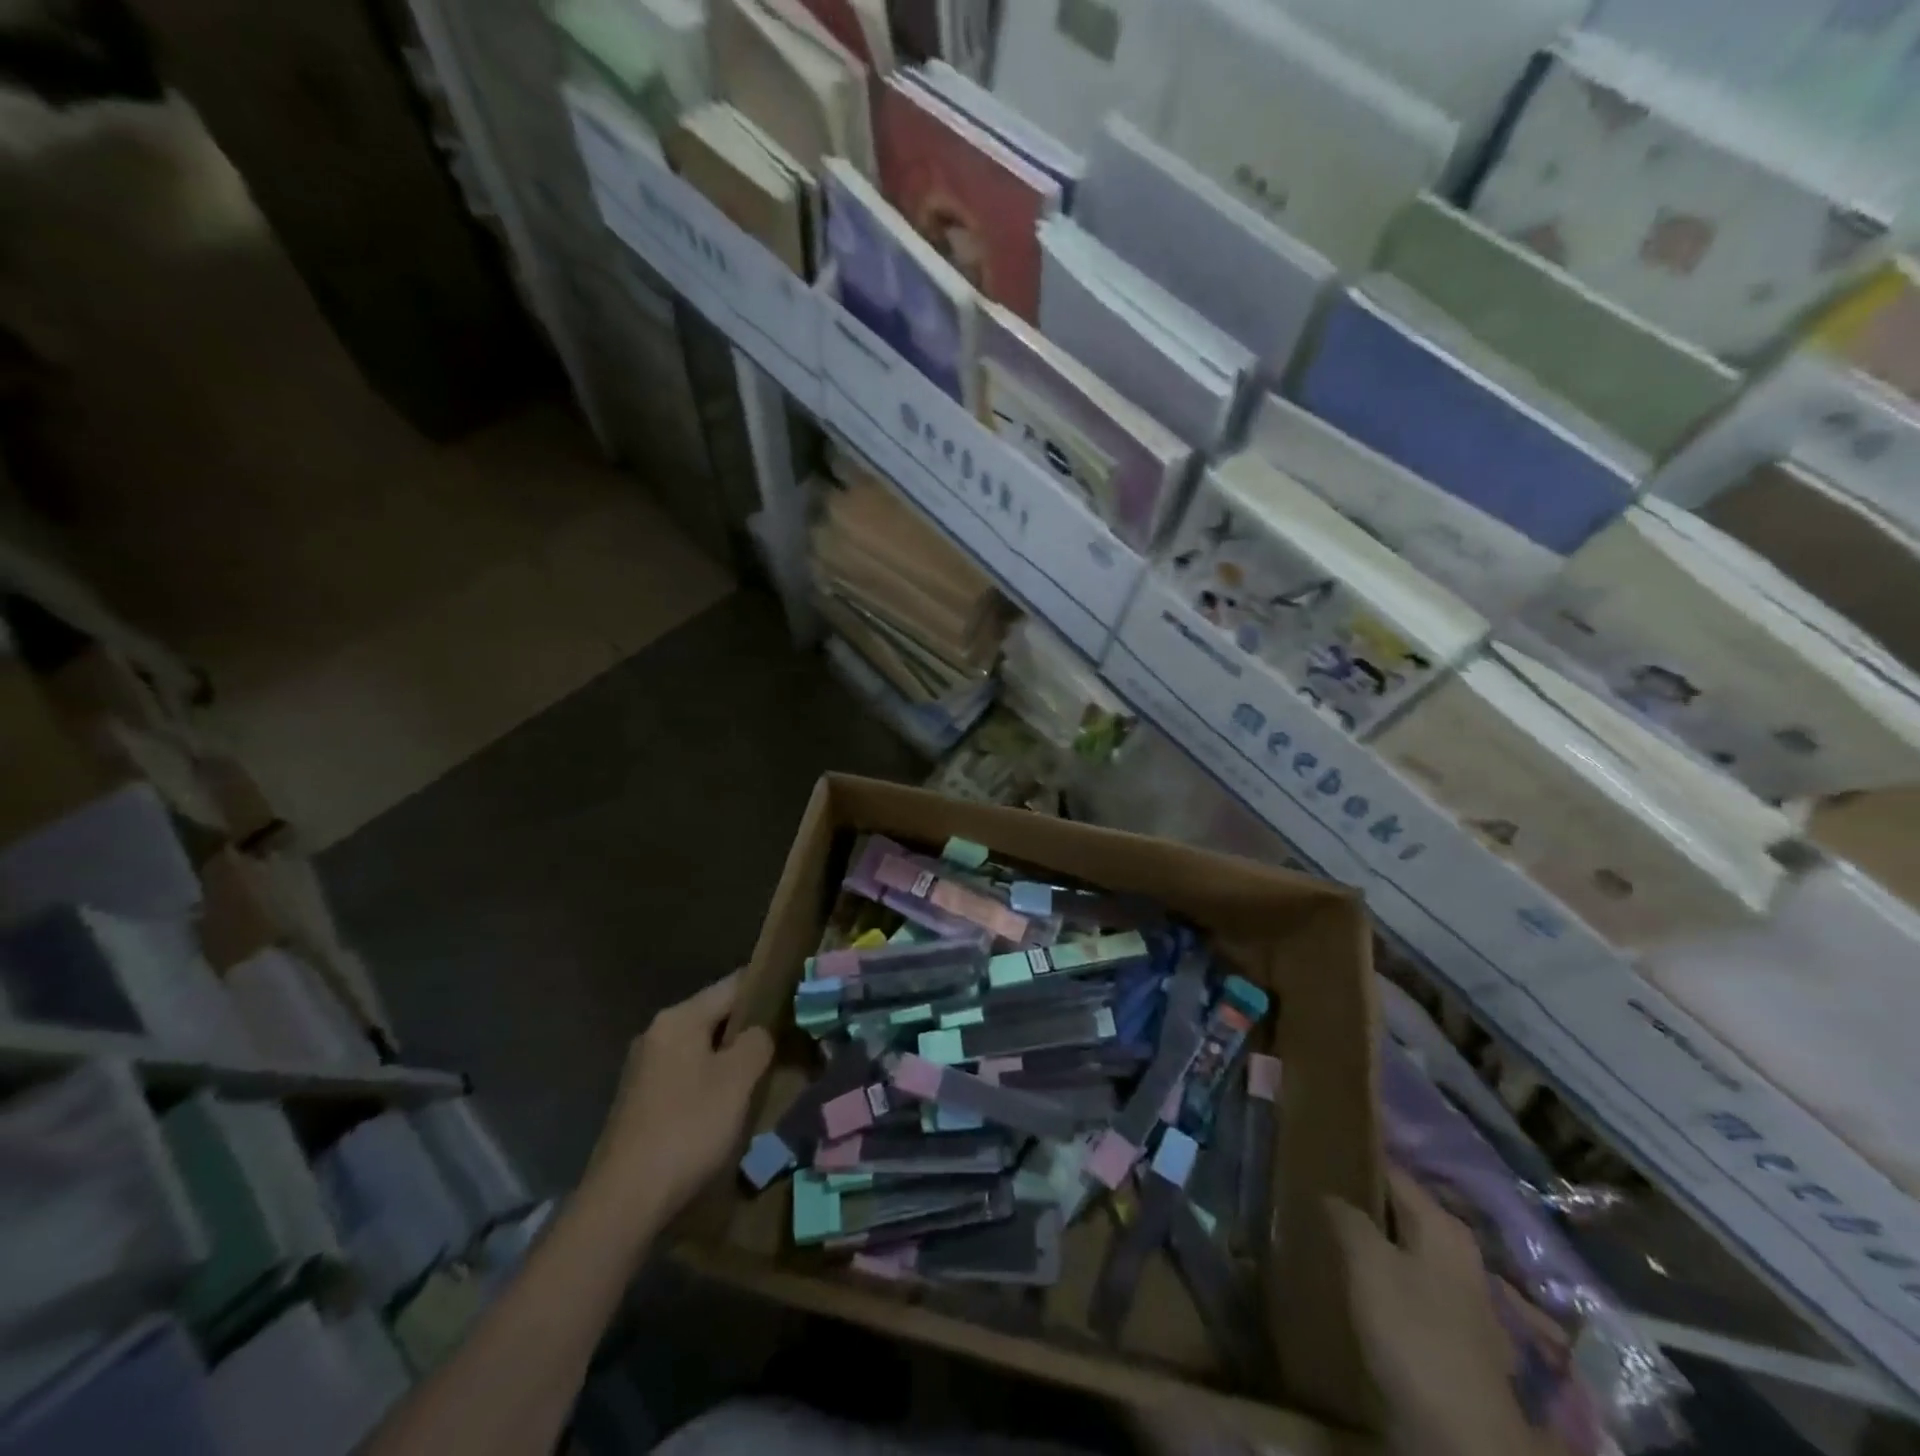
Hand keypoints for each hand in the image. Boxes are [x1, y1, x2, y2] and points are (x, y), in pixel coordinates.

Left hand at [586, 970, 773, 1226]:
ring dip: (728, 1059)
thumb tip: (759, 1032)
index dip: (766, 989)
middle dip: (748, 1028)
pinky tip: (726, 1106)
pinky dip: (708, 1082)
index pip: (733, 985)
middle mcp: (656, 1034)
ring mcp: (643, 1069)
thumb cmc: (688, 1128)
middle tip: (785, 1041)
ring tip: (761, 1075)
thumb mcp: (738, 1079)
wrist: (624, 1200)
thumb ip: (757, 1042)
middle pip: (714, 1016)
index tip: (795, 999)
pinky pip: (684, 1076)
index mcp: (679, 1018)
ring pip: (699, 1049)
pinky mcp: (638, 1102)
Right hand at [1326, 1169, 1563, 1455]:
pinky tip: (1355, 1285)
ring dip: (1371, 1244)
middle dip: (1361, 1204)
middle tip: (1313, 1194)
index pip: (1392, 1173)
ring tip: (1326, 1236)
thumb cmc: (1414, 1333)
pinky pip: (1409, 1288)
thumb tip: (1332, 1193)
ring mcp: (1461, 1298)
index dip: (1355, 1161)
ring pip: (1404, 1251)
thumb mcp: (1368, 1263)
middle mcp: (1458, 1253)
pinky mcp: (1453, 1336)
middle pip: (1400, 1213)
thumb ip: (1348, 1218)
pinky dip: (1383, 1280)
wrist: (1463, 1437)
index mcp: (1443, 1226)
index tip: (1317, 1153)